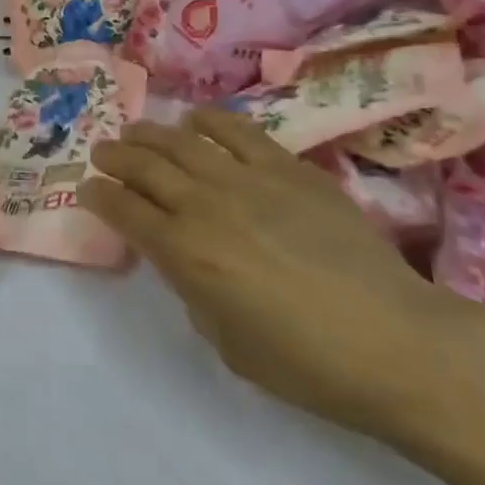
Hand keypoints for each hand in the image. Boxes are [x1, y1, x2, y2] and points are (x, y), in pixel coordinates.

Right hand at [86, 109, 484, 445]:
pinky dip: (209, 121)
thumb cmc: (309, 364)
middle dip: (115, 157)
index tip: (87, 189)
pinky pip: (237, 131)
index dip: (99, 197)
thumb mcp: (229, 345)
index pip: (125, 211)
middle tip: (102, 153)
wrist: (396, 341)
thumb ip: (194, 292)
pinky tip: (195, 120)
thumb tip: (187, 260)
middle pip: (145, 167)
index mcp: (185, 254)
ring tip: (136, 131)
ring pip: (183, 141)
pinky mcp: (288, 167)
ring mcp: (248, 179)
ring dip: (151, 134)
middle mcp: (206, 205)